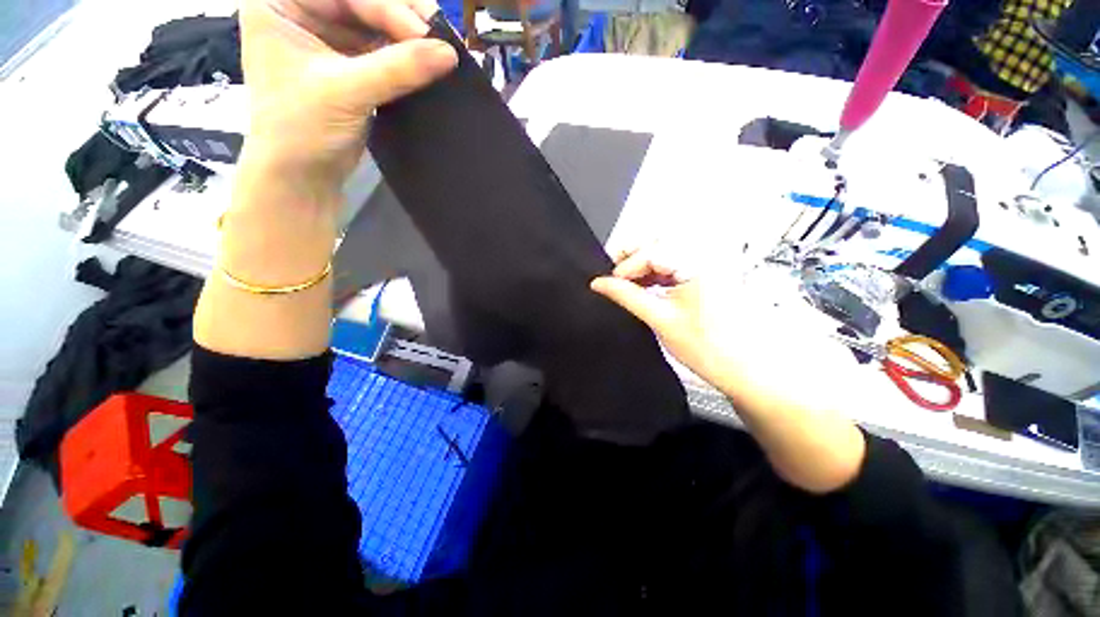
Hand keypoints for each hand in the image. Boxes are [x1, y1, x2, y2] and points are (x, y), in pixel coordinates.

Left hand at [239, 0, 457, 189]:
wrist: (302, 175)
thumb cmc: (301, 128)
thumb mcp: (346, 91)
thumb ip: (398, 69)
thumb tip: (448, 53)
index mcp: (282, 2)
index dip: (387, 7)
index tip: (425, 33)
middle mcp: (305, 12)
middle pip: (363, 2)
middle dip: (402, 18)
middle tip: (439, 37)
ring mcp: (329, 39)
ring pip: (378, 25)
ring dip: (410, 39)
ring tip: (440, 51)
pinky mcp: (351, 65)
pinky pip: (384, 51)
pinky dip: (407, 58)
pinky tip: (428, 63)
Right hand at [591, 244, 867, 493]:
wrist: (749, 370)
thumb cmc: (710, 347)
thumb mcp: (660, 318)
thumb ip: (627, 296)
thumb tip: (600, 284)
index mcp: (699, 262)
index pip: (650, 251)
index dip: (625, 266)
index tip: (608, 282)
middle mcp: (707, 256)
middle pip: (659, 244)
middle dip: (632, 259)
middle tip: (614, 277)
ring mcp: (710, 264)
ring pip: (666, 253)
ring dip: (643, 267)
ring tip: (628, 285)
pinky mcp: (709, 275)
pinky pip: (675, 265)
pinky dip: (657, 274)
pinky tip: (646, 287)